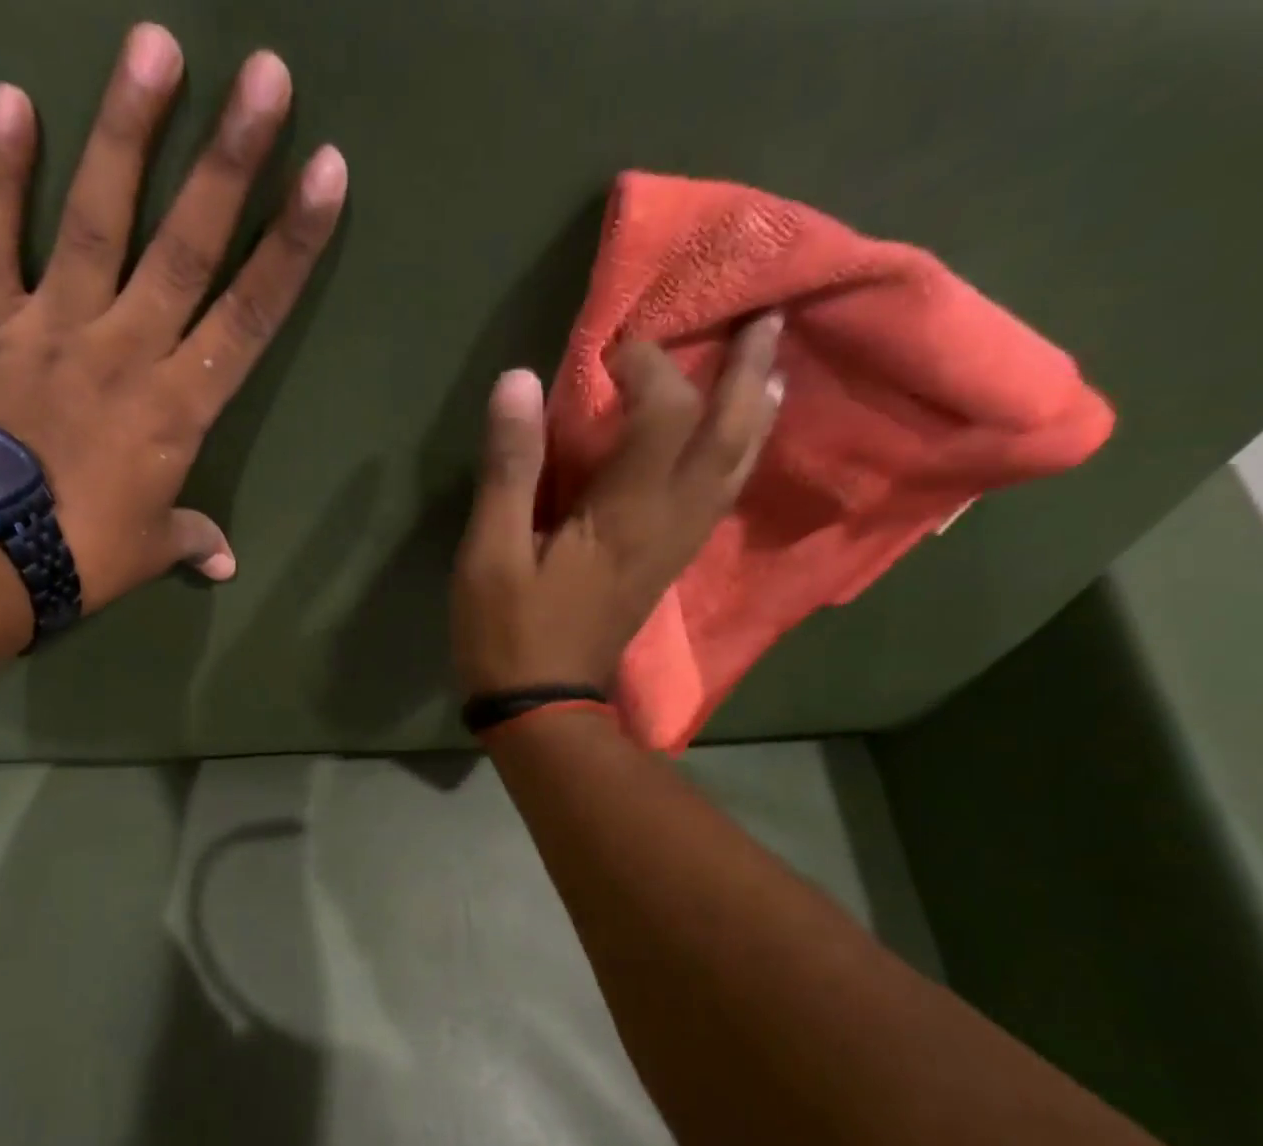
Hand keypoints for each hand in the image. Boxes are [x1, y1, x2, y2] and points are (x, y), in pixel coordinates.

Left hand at [0, 25, 347, 611]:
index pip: (249, 318)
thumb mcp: (151, 551)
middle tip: (264, 73)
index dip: (290, 247)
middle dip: (230, 162)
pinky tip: (10, 100)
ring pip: (97, 221)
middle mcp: (126, 350)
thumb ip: (192, 540)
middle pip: (187, 248)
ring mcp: (54, 327)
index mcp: (178, 408)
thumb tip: (227, 562)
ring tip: (155, 46)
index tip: (326, 173)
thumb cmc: (83, 554)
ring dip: (127, 133)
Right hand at [450, 316, 784, 695]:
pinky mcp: (665, 567)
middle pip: (728, 437)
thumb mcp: (490, 554)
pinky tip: (733, 446)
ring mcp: (675, 549)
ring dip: (757, 414)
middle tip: (766, 319)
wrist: (542, 709)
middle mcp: (669, 523)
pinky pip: (717, 500)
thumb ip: (510, 469)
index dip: (647, 367)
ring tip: (772, 370)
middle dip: (747, 374)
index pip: (663, 414)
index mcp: (626, 514)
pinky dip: (735, 459)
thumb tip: (519, 382)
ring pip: (735, 471)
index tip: (614, 347)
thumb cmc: (509, 633)